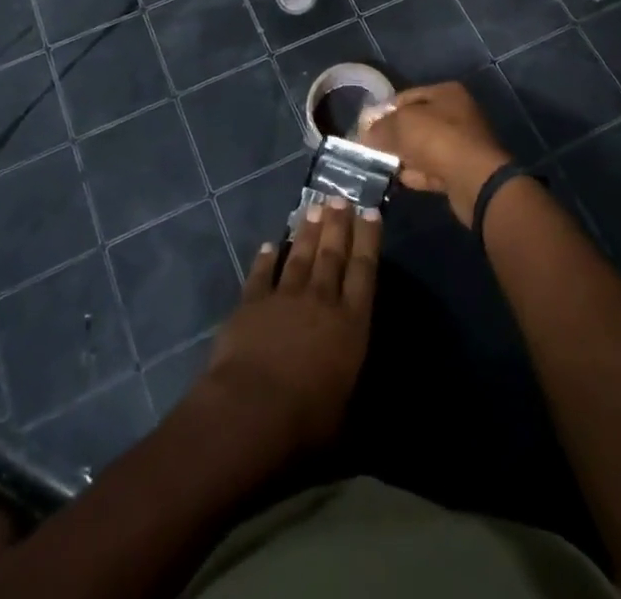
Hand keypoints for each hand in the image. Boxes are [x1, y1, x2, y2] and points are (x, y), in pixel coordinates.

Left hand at [197, 198, 380, 452]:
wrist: (250, 411)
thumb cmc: (306, 423)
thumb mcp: (344, 417)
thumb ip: (348, 391)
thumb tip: (359, 400)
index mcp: (350, 325)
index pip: (364, 271)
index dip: (368, 240)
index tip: (370, 212)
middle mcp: (321, 301)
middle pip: (332, 254)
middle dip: (338, 224)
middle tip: (340, 198)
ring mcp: (284, 297)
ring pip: (299, 255)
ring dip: (307, 231)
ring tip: (313, 208)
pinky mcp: (252, 303)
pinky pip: (261, 274)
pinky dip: (266, 258)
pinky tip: (269, 244)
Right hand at [360, 82, 511, 226]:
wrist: (476, 181)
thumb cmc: (438, 139)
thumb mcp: (402, 124)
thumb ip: (381, 127)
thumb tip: (366, 134)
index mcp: (446, 93)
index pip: (406, 97)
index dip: (383, 111)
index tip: (365, 127)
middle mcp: (456, 114)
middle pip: (415, 123)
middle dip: (393, 136)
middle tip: (371, 148)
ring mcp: (460, 143)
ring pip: (422, 147)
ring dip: (404, 157)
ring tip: (380, 166)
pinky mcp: (461, 170)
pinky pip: (431, 168)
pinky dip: (416, 174)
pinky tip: (399, 180)